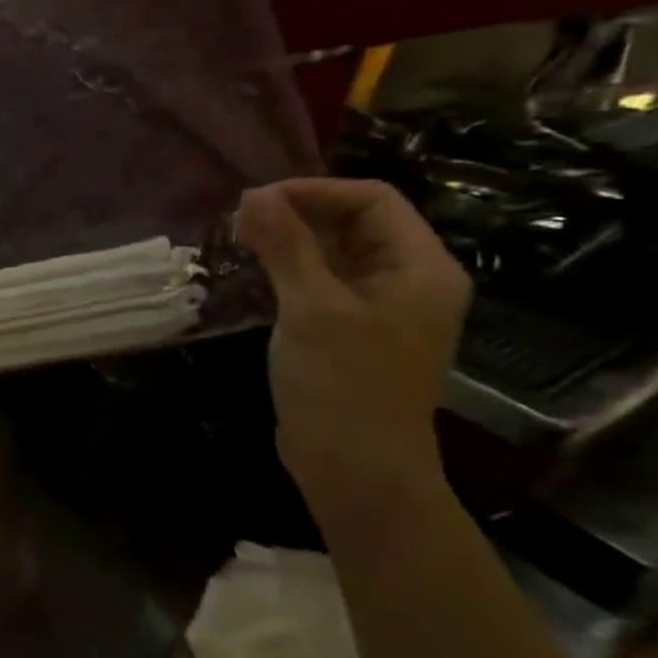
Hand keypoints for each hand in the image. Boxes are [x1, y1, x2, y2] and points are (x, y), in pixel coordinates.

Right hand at [236, 179, 470, 509]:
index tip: (254, 201)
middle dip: (296, 215)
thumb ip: (286, 246)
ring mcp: (377, 308)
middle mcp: (406, 280)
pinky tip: (252, 275)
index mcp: (419, 268)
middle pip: (353, 223)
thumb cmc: (343, 383)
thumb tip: (254, 194)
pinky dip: (287, 271)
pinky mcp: (348, 331)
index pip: (371, 201)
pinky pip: (320, 283)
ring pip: (332, 254)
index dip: (313, 192)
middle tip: (238, 222)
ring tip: (238, 242)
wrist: (354, 466)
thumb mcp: (312, 308)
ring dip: (288, 242)